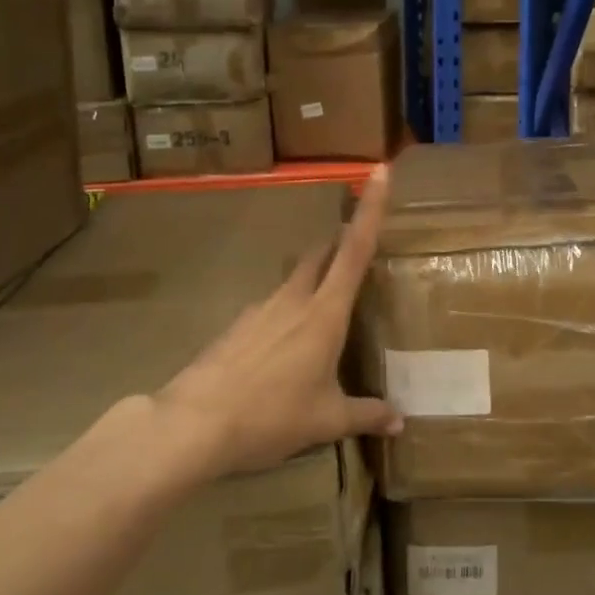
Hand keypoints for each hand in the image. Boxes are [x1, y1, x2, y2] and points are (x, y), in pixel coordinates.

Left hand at [155, 168, 401, 480]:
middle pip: (322, 254)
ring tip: (325, 314)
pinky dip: (286, 315)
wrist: (194, 424)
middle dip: (340, 242)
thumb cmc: (271, 416)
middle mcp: (293, 300)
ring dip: (313, 282)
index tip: (379, 170)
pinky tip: (284, 350)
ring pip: (294, 280)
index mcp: (324, 314)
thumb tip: (400, 421)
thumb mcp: (326, 420)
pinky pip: (270, 308)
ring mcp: (259, 309)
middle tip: (357, 246)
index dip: (370, 209)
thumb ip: (366, 414)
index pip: (354, 250)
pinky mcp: (236, 326)